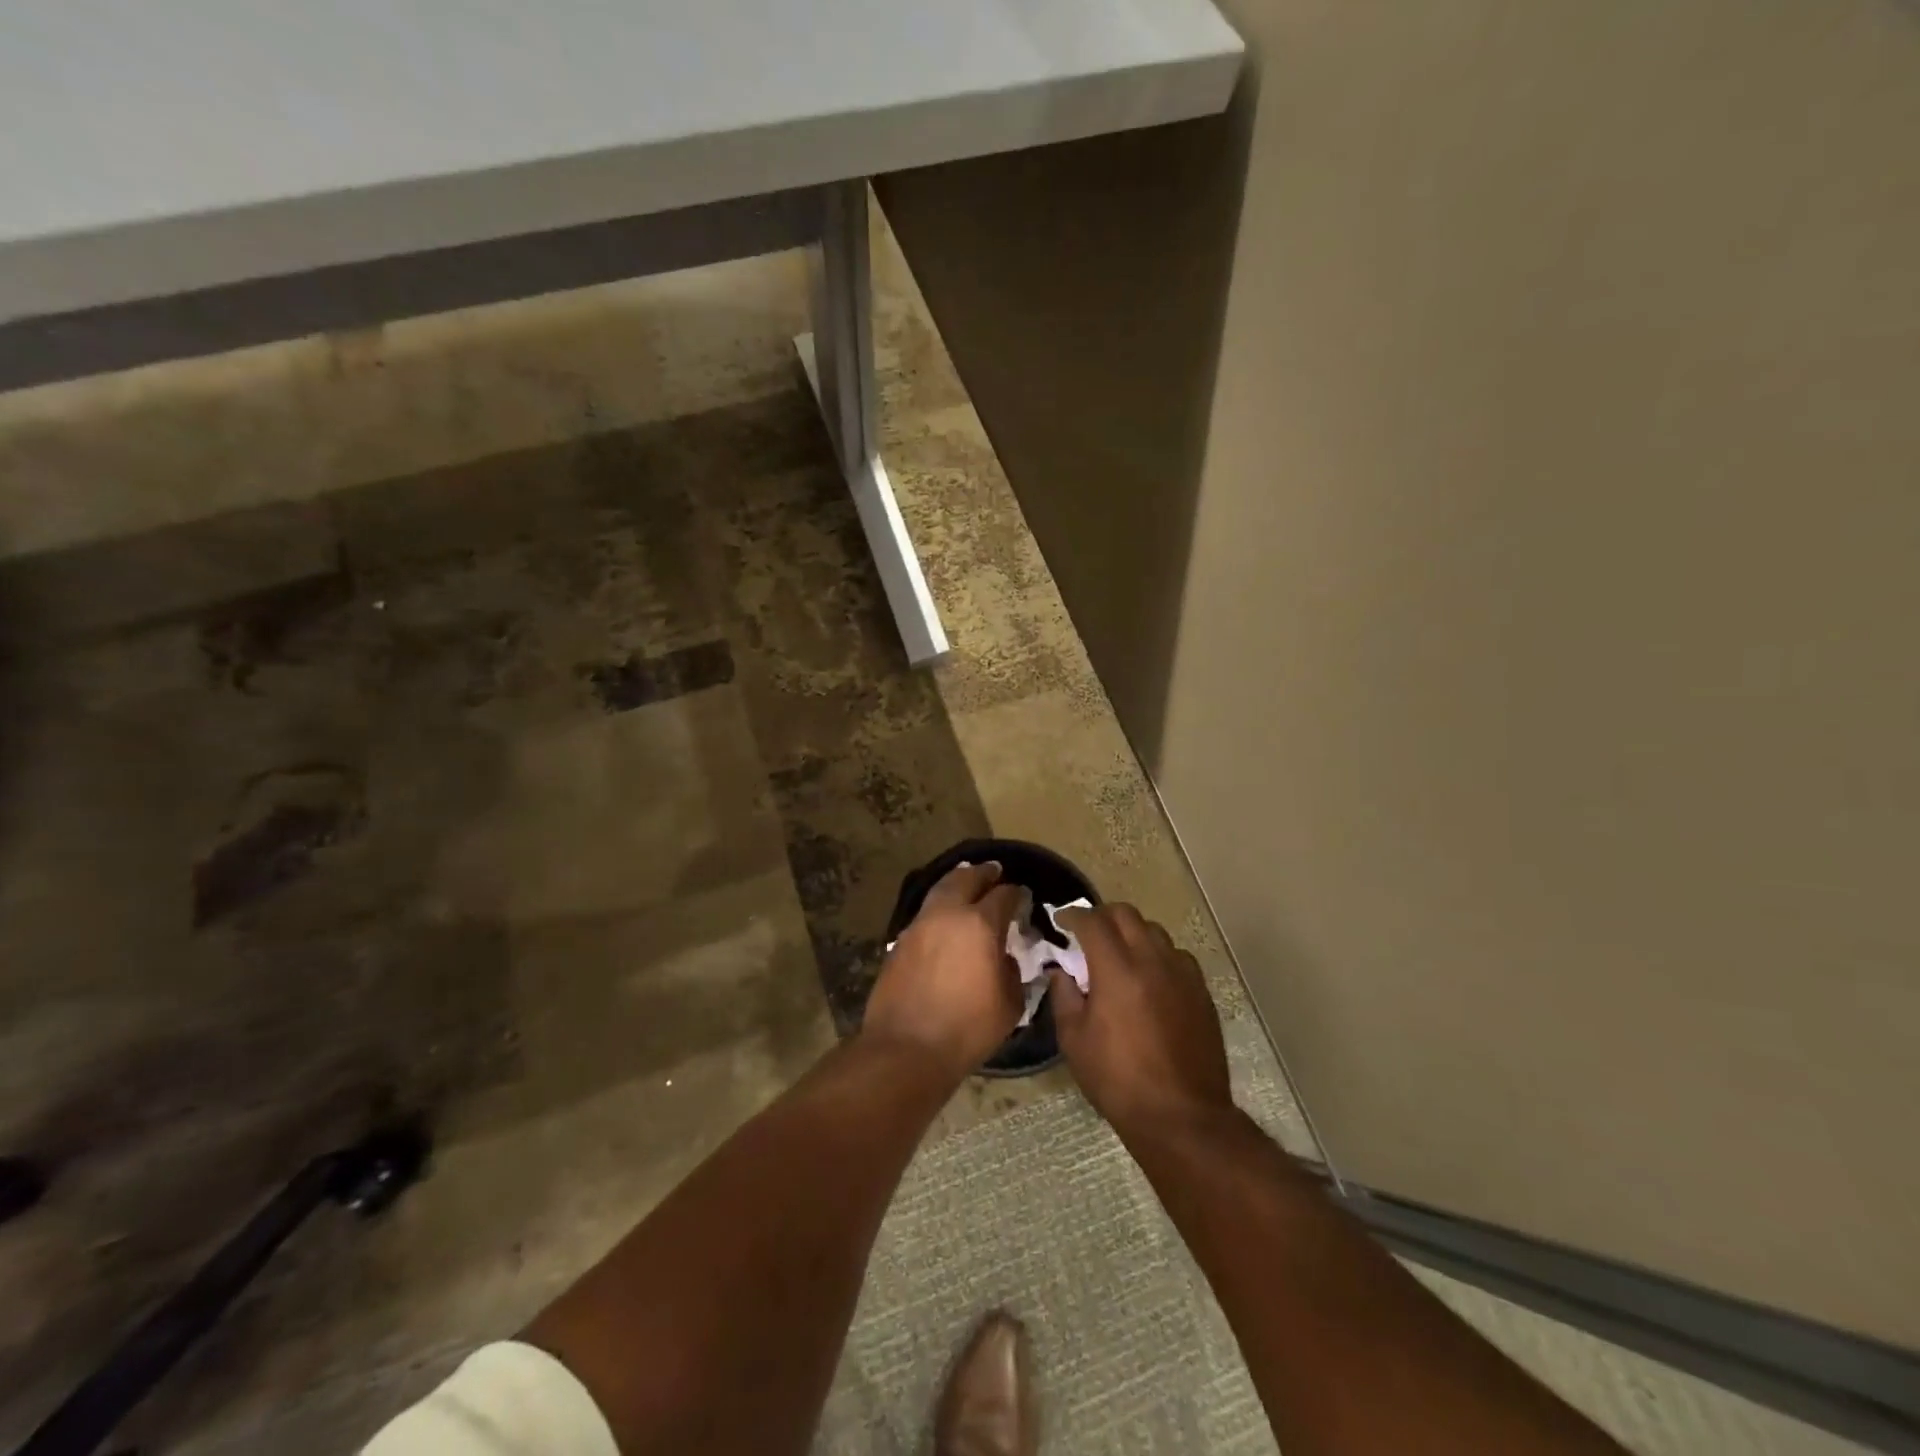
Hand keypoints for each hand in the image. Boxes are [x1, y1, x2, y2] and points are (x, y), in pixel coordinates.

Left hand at [862, 862, 1025, 1082]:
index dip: (1016, 893)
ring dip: (957, 882)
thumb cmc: (967, 1029)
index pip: (1004, 896)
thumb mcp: (1009, 1003)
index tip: (1022, 896)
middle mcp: (948, 914)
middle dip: (984, 874)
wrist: (907, 1047)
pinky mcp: (900, 940)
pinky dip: (939, 905)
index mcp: (981, 924)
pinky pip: (925, 911)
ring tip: (967, 882)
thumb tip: (1006, 957)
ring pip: (940, 889)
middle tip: (994, 872)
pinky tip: (945, 916)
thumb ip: (1013, 971)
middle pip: (967, 879)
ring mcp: (920, 924)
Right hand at [1050, 904, 1232, 1135]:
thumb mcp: (1075, 1041)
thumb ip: (1064, 997)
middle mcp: (1152, 961)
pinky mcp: (1201, 992)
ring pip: (1155, 931)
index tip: (1061, 920)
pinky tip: (1150, 978)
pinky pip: (1177, 956)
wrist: (1181, 1115)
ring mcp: (1182, 974)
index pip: (1093, 922)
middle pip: (1126, 914)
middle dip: (1102, 916)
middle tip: (1088, 933)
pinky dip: (1157, 955)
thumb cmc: (1118, 1080)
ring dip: (1132, 933)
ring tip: (1119, 954)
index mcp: (1117, 970)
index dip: (1073, 915)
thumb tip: (1061, 972)